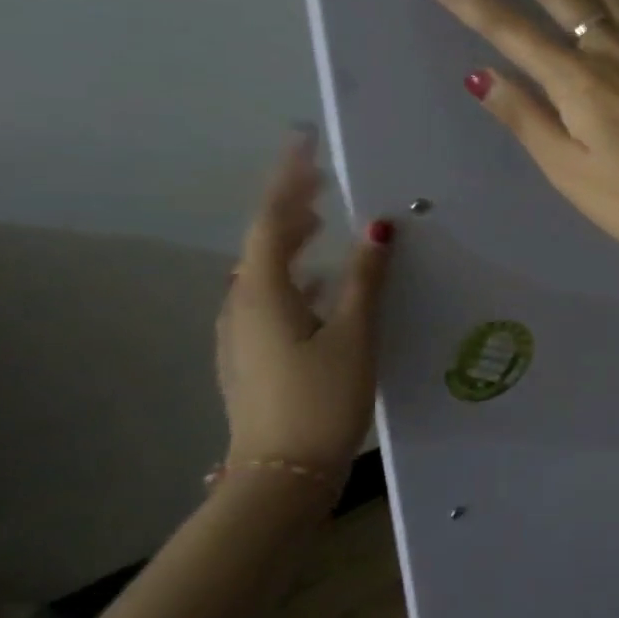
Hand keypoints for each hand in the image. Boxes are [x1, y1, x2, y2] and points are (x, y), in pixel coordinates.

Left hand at [217, 133, 393, 473]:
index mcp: (263, 294)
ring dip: (292, 244)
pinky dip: (294, 278)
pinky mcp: (250, 356)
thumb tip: (378, 228)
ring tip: (324, 227)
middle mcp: (242, 306)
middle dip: (291, 209)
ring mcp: (240, 334)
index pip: (272, 221)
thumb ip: (365, 280)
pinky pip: (270, 299)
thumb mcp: (354, 336)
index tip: (303, 143)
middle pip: (264, 244)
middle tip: (322, 183)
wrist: (281, 473)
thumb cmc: (320, 399)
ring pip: (265, 273)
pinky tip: (322, 289)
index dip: (289, 180)